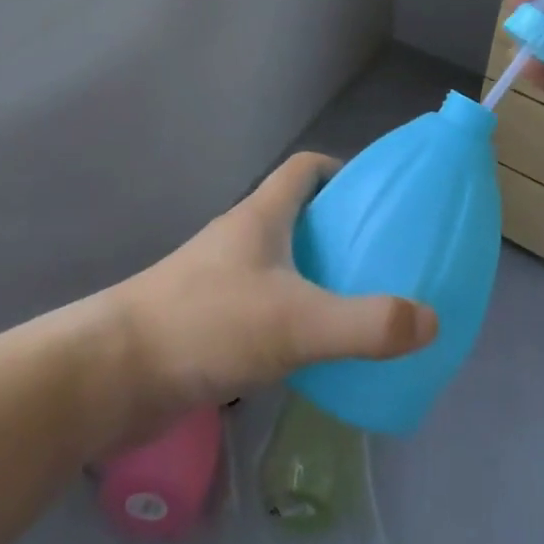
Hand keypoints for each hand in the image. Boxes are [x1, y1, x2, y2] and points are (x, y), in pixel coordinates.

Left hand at [113, 153, 438, 412]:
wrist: (111, 375)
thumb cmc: (208, 325)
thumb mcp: (297, 322)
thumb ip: (366, 323)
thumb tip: (431, 320)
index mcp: (260, 217)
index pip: (305, 169)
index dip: (341, 172)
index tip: (375, 200)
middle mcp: (240, 238)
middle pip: (296, 215)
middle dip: (337, 230)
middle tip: (380, 259)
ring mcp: (219, 279)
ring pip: (278, 263)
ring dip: (314, 275)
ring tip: (356, 305)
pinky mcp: (206, 320)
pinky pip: (261, 304)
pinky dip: (290, 315)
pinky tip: (310, 350)